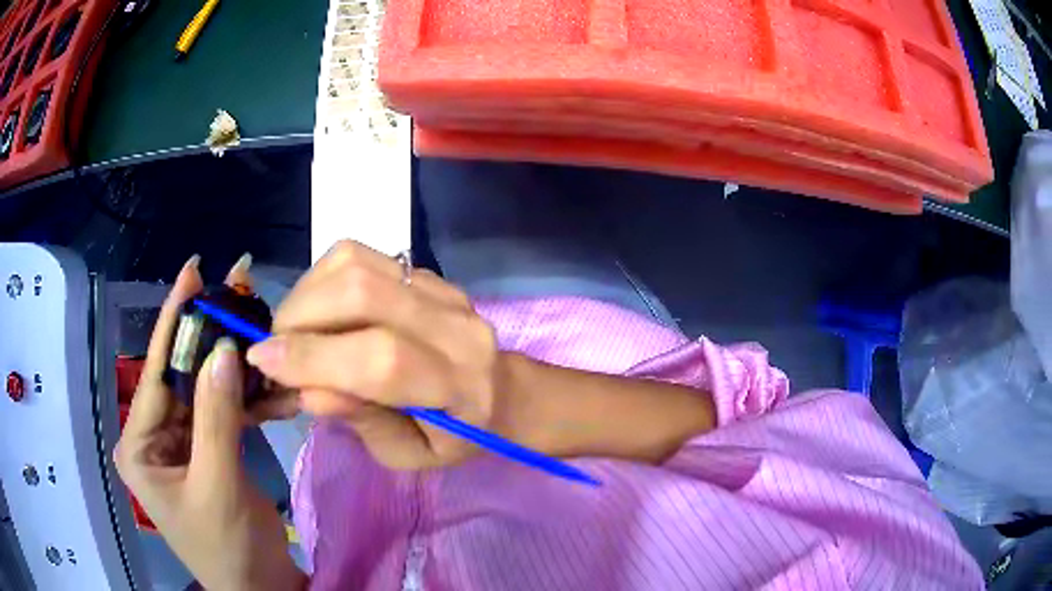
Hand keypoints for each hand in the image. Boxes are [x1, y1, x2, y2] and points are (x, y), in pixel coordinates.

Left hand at [114, 255, 304, 590]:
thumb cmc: (228, 550)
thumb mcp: (218, 487)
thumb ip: (216, 420)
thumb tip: (224, 351)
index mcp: (140, 446)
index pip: (156, 375)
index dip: (173, 321)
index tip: (192, 270)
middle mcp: (156, 438)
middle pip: (184, 378)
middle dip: (212, 340)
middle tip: (238, 292)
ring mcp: (183, 445)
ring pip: (209, 393)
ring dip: (238, 372)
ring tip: (265, 335)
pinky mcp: (209, 453)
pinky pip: (226, 415)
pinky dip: (250, 402)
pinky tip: (275, 391)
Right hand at [246, 241, 504, 469]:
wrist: (500, 391)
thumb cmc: (454, 436)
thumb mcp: (408, 454)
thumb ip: (361, 420)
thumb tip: (305, 390)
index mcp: (459, 387)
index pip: (381, 360)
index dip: (313, 358)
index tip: (262, 361)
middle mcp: (455, 327)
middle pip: (363, 293)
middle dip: (299, 317)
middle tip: (276, 347)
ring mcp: (443, 290)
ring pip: (357, 264)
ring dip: (306, 293)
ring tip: (295, 329)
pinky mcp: (427, 271)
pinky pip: (361, 256)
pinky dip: (322, 280)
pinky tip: (320, 310)